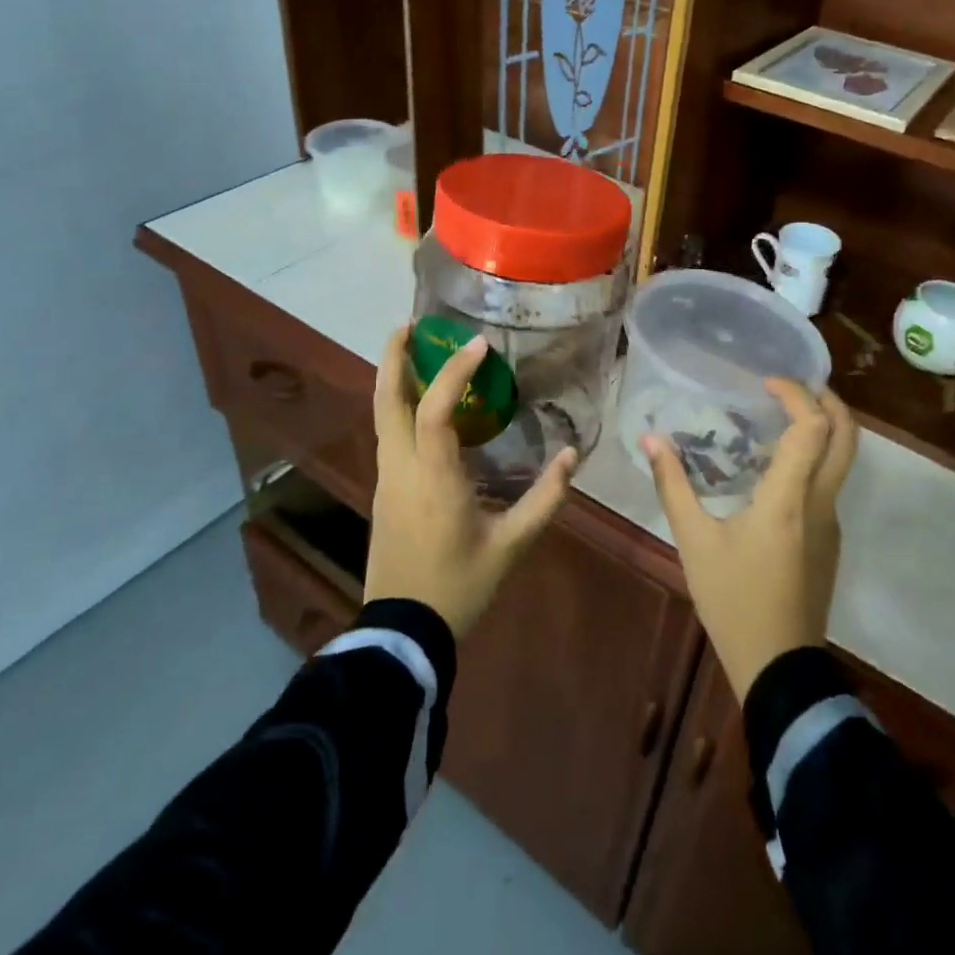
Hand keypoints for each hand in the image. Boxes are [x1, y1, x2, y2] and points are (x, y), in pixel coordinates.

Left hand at [366, 325, 576, 637]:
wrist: (403, 630)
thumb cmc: (459, 585)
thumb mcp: (512, 544)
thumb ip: (545, 498)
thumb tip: (573, 455)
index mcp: (433, 477)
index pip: (434, 409)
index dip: (454, 371)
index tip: (478, 344)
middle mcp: (401, 468)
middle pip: (386, 400)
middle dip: (393, 357)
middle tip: (408, 324)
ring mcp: (386, 479)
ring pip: (381, 416)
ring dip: (394, 378)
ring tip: (416, 352)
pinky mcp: (384, 491)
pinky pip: (388, 434)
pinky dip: (399, 406)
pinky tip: (423, 406)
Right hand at [642, 381, 856, 701]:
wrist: (779, 668)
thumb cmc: (733, 601)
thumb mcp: (694, 542)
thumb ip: (673, 486)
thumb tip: (651, 439)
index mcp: (790, 498)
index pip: (813, 428)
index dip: (796, 394)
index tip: (766, 382)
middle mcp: (821, 503)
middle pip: (847, 436)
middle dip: (828, 400)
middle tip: (790, 386)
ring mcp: (830, 523)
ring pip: (842, 460)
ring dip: (822, 428)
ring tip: (777, 417)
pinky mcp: (829, 540)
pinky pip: (828, 483)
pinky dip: (812, 457)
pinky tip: (774, 467)